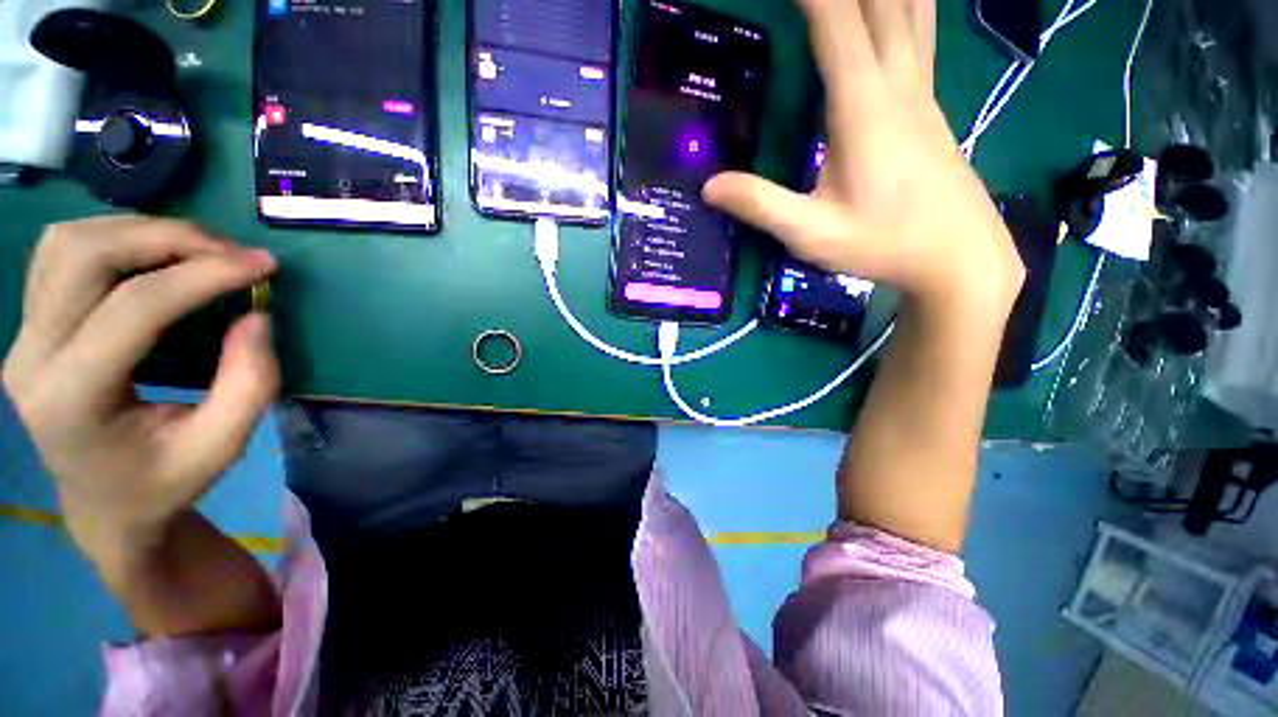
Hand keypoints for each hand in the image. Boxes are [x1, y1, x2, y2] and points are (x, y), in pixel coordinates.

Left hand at [2, 216, 278, 564]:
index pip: (134, 307)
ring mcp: (22, 338)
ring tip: (197, 249)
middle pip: (85, 256)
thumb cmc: (163, 483)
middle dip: (166, 238)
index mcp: (72, 400)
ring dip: (139, 231)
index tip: (263, 264)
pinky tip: (154, 256)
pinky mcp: (30, 326)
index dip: (203, 275)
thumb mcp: (221, 447)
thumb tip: (256, 316)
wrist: (103, 504)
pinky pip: (60, 253)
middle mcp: (31, 358)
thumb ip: (249, 385)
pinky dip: (114, 238)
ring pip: (68, 243)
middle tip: (229, 250)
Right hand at [705, 0, 1023, 313]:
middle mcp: (897, 82)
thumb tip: (708, 186)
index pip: (835, 21)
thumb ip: (760, 205)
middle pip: (881, 1)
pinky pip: (919, 33)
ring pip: (912, 8)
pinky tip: (895, 7)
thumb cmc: (883, 243)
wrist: (958, 256)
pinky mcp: (929, 105)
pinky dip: (905, 6)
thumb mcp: (811, 233)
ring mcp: (920, 90)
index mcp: (864, 106)